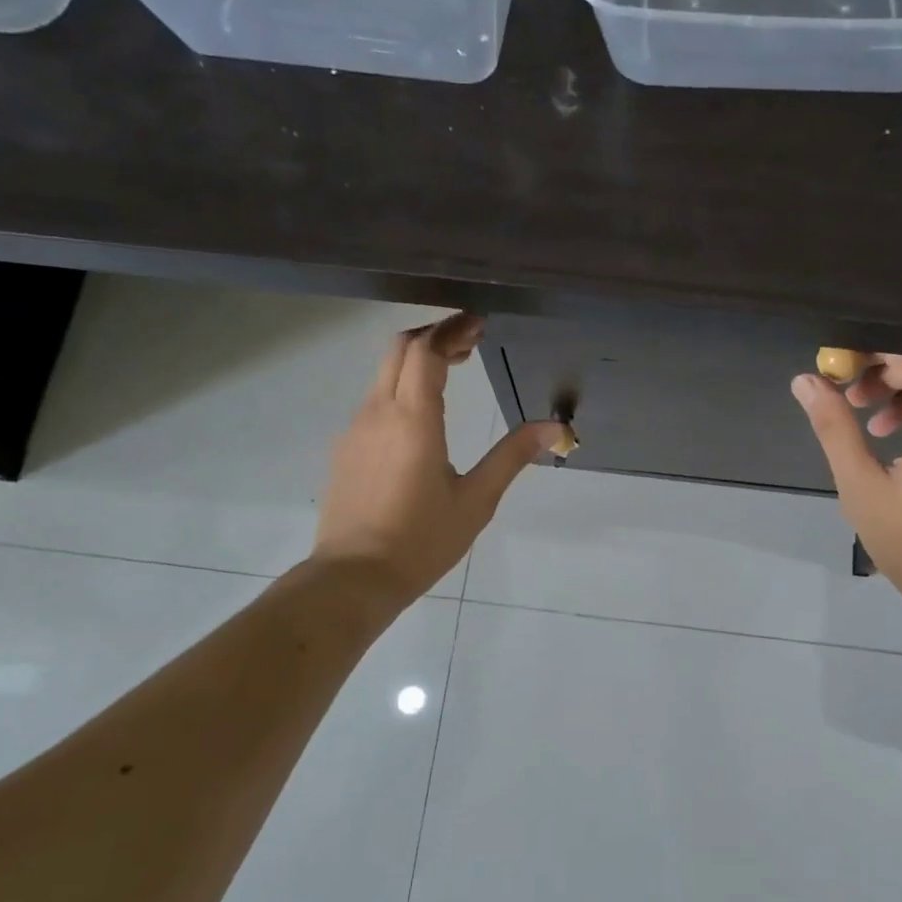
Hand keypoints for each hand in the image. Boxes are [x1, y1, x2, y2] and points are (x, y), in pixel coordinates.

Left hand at [312, 314, 559, 608]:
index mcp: (413, 420)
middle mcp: (378, 413)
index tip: (478, 324)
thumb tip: (555, 428)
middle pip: (399, 350)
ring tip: (452, 372)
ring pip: (383, 374)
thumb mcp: (476, 500)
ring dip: (416, 361)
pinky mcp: (345, 449)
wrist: (354, 577)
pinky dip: (400, 388)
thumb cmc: (421, 541)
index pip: (426, 351)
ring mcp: (355, 430)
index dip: (452, 330)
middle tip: (469, 344)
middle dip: (434, 336)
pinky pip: (373, 401)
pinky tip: (421, 417)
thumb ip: (512, 456)